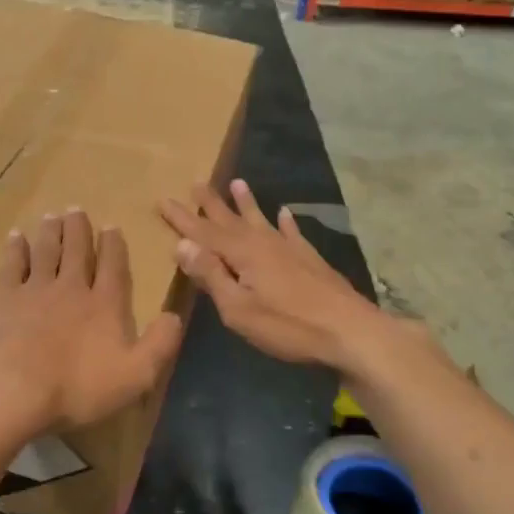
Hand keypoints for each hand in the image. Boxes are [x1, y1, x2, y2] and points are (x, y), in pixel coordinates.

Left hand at [0, 209, 184, 436]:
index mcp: (104, 305)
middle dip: (79, 229)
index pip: (113, 267)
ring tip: (52, 216)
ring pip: (46, 251)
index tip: (111, 226)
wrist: (14, 391)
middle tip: (76, 209)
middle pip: (77, 251)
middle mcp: (71, 288)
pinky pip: (11, 265)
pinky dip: (16, 249)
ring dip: (51, 232)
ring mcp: (34, 290)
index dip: (114, 245)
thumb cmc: (78, 388)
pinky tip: (16, 237)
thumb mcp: (136, 376)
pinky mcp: (3, 298)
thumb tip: (175, 316)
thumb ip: (160, 345)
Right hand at [160, 179, 402, 374]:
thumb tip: (181, 243)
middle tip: (196, 182)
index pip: (204, 232)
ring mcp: (290, 249)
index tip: (163, 199)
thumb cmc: (288, 326)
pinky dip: (286, 223)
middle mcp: (264, 243)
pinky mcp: (310, 260)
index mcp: (242, 254)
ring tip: (237, 183)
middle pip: (231, 220)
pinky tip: (286, 213)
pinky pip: (293, 233)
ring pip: (261, 220)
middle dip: (211, 204)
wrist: (350, 331)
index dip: (182, 218)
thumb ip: (211, 275)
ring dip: (247, 203)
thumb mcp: (238, 309)